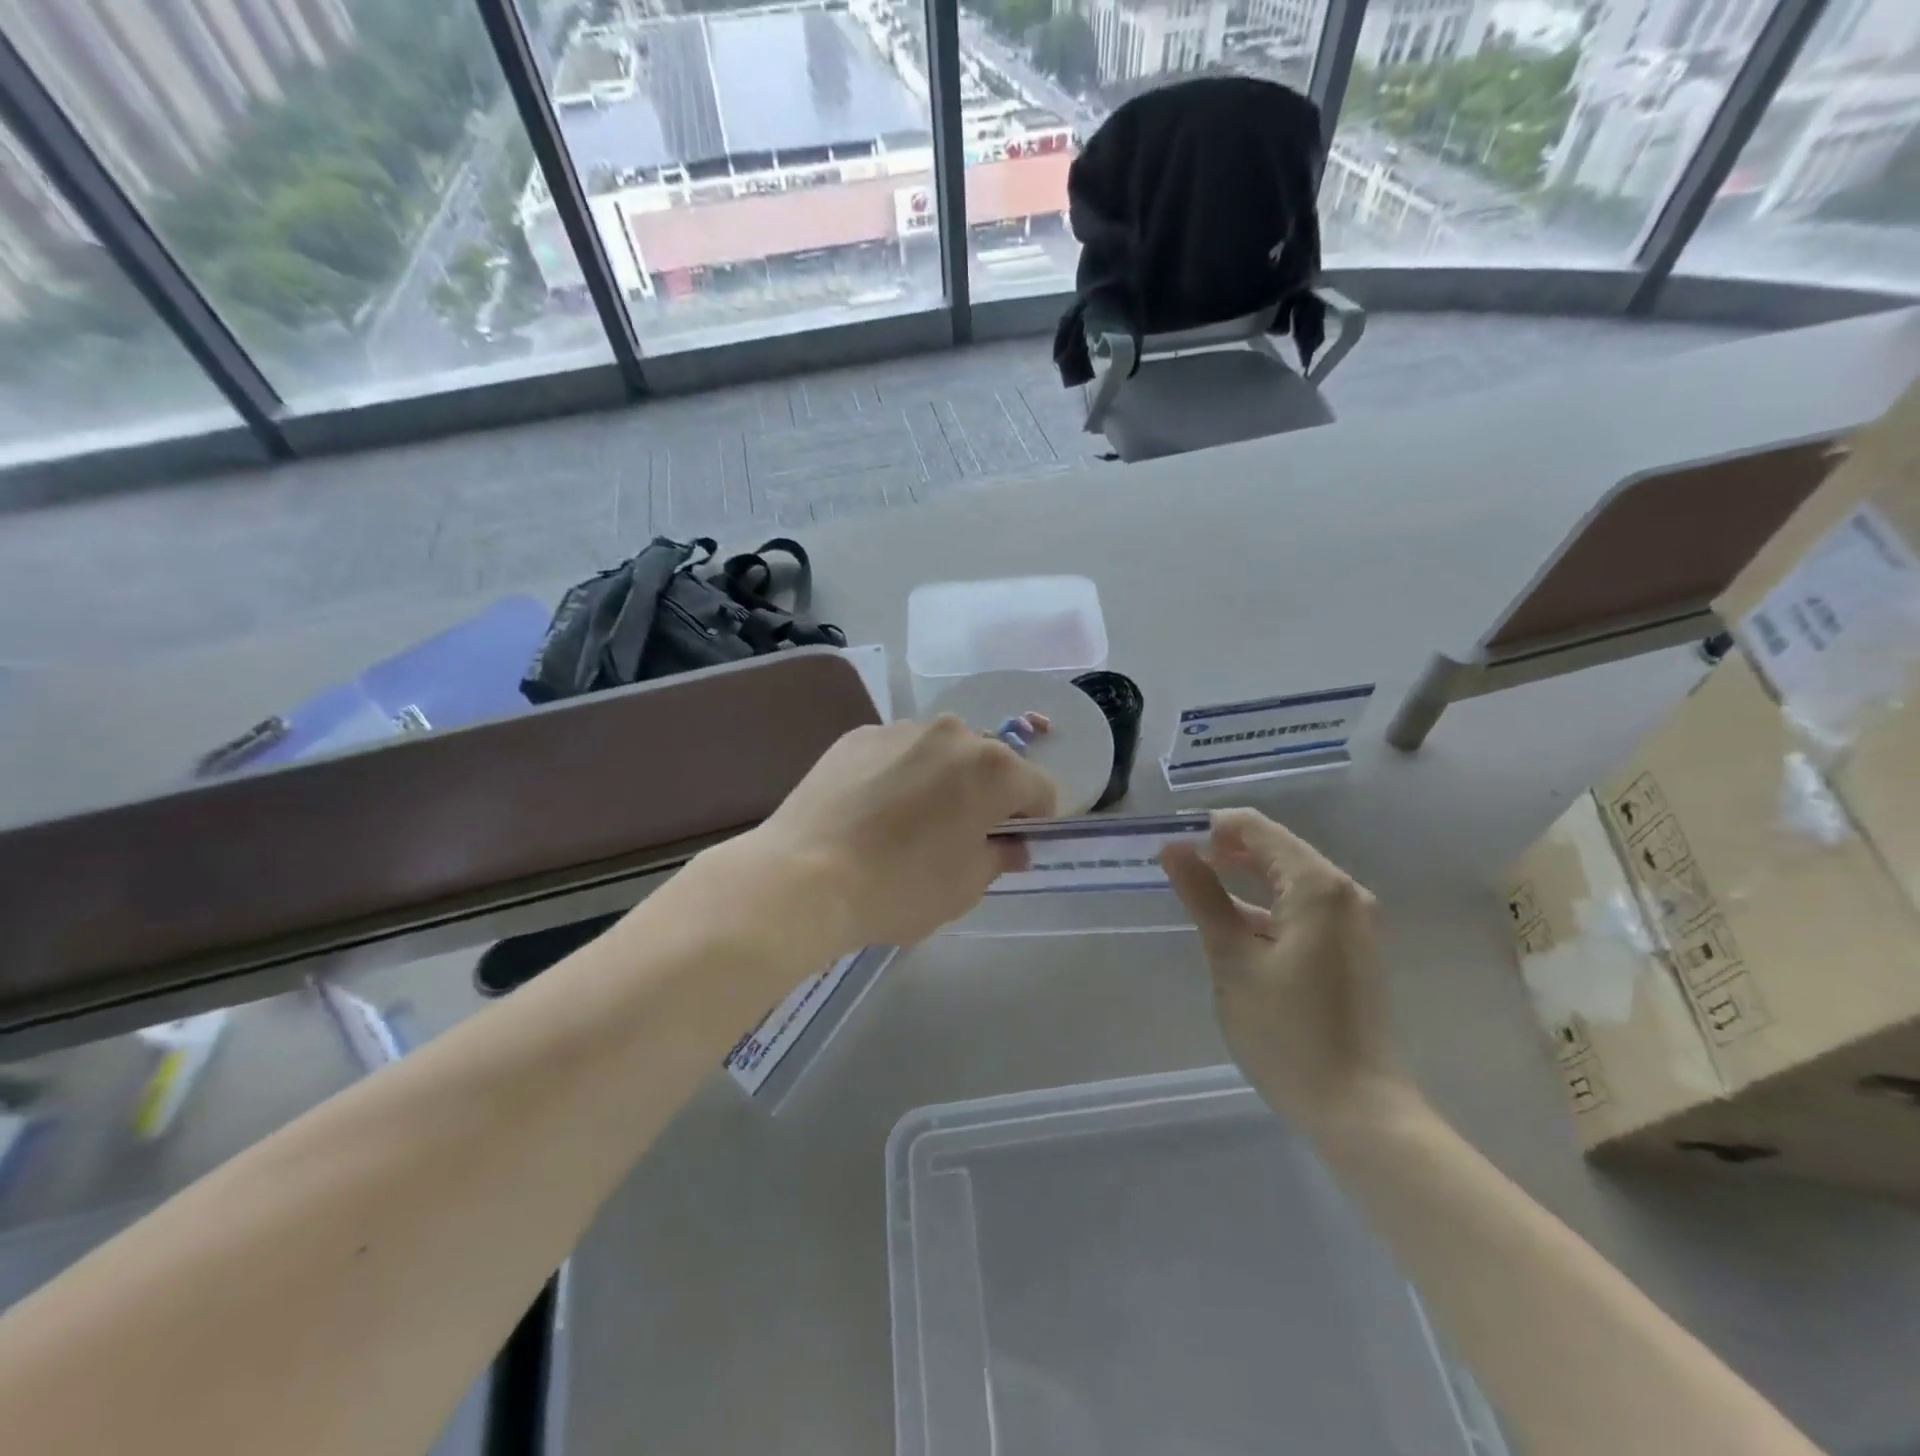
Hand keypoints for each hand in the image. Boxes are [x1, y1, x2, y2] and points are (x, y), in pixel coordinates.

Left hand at [746, 715, 1057, 952]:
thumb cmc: (899, 887)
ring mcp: (901, 729)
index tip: (1010, 847)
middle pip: (990, 763)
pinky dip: (898, 774)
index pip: (1040, 789)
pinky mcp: (858, 735)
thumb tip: (1011, 846)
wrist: (803, 876)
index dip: (1034, 821)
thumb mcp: (965, 887)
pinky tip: (871, 811)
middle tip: (958, 836)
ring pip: (941, 753)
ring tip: (908, 823)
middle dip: (987, 795)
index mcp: (993, 768)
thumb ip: (1000, 857)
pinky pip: (897, 752)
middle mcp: (953, 733)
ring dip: (942, 780)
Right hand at [1161, 809, 1415, 1133]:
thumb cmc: (1288, 1033)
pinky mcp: (1349, 948)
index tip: (1169, 845)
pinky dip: (1263, 905)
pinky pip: (1300, 906)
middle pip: (1274, 848)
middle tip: (1174, 867)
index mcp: (1317, 885)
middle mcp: (1342, 892)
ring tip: (1194, 891)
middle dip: (1222, 851)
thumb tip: (1173, 849)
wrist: (1359, 1110)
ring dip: (1241, 879)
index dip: (1209, 828)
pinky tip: (1232, 925)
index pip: (1255, 828)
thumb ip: (1203, 897)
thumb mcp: (1233, 960)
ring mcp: (1351, 921)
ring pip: (1286, 878)